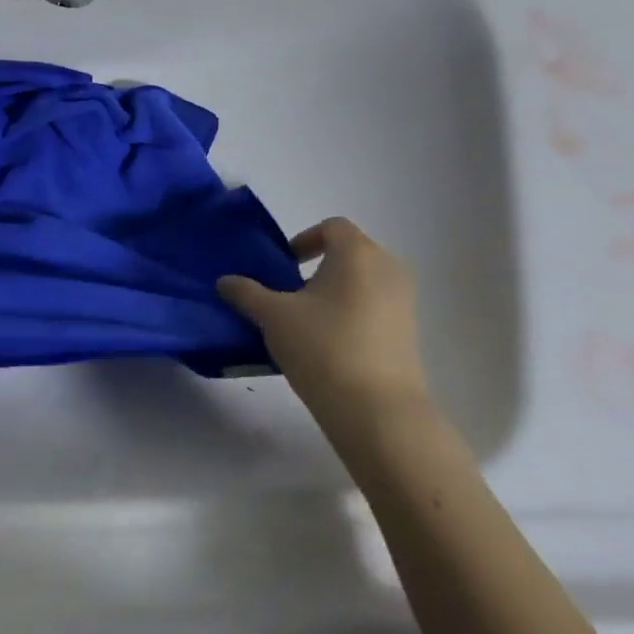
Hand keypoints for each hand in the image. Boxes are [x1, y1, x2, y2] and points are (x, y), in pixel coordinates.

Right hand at [218, 218, 427, 417]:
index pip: (332, 227)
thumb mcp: (272, 316)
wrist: (375, 407)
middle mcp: (388, 269)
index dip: (304, 239)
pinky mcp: (408, 331)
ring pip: (362, 282)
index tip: (283, 266)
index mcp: (358, 254)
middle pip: (350, 253)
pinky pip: (374, 307)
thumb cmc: (321, 346)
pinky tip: (327, 344)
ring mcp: (404, 301)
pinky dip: (350, 314)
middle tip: (287, 294)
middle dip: (317, 268)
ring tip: (304, 322)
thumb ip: (246, 292)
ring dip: (332, 292)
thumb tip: (225, 281)